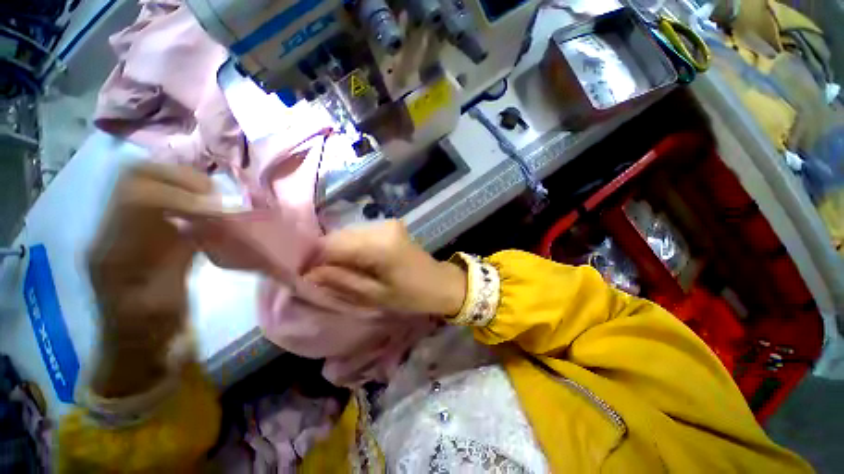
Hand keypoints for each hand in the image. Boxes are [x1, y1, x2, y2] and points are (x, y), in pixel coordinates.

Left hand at [87, 163, 219, 396]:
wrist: (132, 339)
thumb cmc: (151, 327)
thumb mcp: (167, 298)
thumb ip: (181, 257)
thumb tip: (206, 223)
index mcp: (112, 251)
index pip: (136, 198)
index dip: (179, 195)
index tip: (217, 207)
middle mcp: (107, 230)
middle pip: (133, 176)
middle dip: (178, 178)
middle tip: (215, 192)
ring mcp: (117, 226)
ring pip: (142, 180)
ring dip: (180, 182)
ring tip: (212, 196)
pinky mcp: (132, 230)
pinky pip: (153, 195)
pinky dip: (180, 193)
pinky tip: (202, 207)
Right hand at [304, 220, 466, 315]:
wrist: (441, 283)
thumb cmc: (412, 295)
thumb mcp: (375, 295)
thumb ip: (341, 280)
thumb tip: (310, 272)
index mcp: (379, 245)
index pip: (333, 244)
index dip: (312, 258)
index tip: (302, 274)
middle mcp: (381, 227)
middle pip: (339, 235)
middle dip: (323, 254)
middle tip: (315, 274)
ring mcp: (386, 223)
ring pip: (348, 233)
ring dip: (336, 250)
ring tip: (331, 269)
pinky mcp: (390, 226)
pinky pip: (361, 233)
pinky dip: (350, 246)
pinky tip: (350, 260)